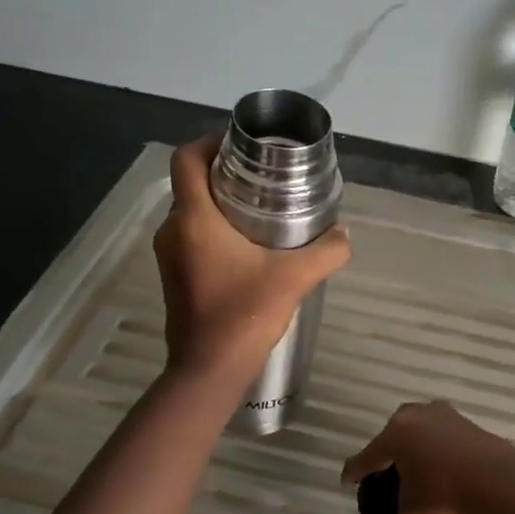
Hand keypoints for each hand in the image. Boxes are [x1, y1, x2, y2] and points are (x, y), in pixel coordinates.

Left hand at [154, 135, 351, 383]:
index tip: (241, 146)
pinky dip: (214, 230)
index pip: (186, 159)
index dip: (209, 142)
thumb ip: (326, 252)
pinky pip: (191, 237)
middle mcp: (173, 231)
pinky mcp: (175, 277)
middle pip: (191, 184)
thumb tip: (345, 234)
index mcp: (194, 219)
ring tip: (260, 210)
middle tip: (263, 177)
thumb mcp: (295, 279)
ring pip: (191, 213)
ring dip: (219, 204)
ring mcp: (169, 256)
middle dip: (223, 174)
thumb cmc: (244, 315)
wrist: (208, 371)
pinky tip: (248, 247)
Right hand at [341, 401, 514, 513]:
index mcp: (395, 433)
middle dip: (389, 455)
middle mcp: (417, 415)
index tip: (348, 480)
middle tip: (387, 475)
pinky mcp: (469, 423)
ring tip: (419, 473)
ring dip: (417, 451)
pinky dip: (439, 452)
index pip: (367, 456)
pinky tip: (444, 471)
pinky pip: (444, 438)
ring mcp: (446, 415)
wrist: (501, 482)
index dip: (355, 472)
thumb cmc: (446, 493)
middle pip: (393, 437)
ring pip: (421, 434)